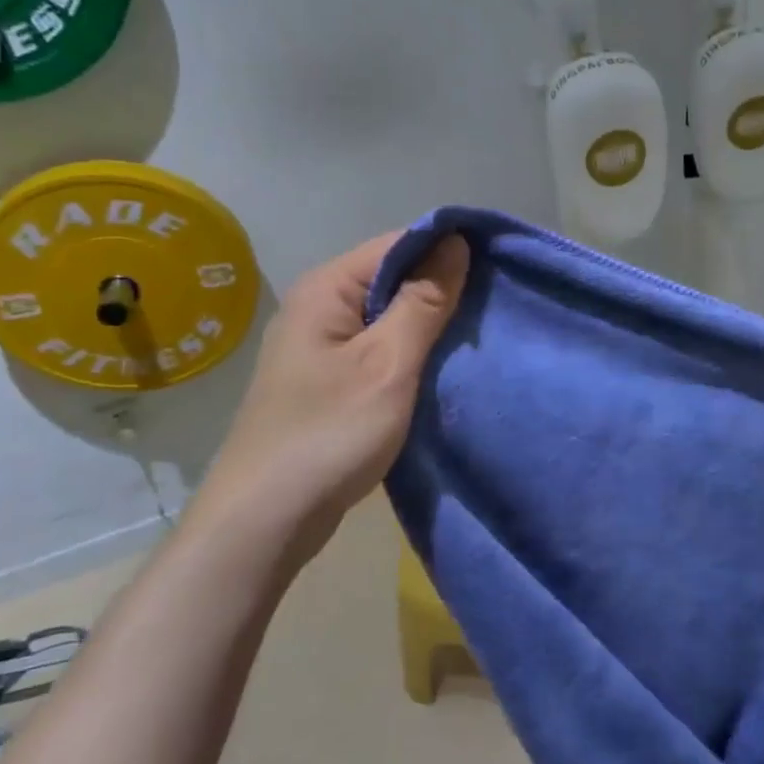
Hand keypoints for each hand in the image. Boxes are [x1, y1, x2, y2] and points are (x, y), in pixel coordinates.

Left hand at [193, 231, 469, 568]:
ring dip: (429, 326)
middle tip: (493, 308)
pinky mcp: (328, 381)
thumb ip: (424, 302)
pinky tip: (441, 368)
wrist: (265, 521)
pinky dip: (410, 355)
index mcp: (326, 289)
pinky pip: (378, 350)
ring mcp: (321, 347)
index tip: (498, 266)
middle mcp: (319, 307)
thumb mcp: (387, 364)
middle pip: (392, 278)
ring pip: (388, 317)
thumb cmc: (329, 434)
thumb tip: (455, 242)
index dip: (447, 250)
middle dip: (442, 290)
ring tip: (476, 336)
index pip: (397, 245)